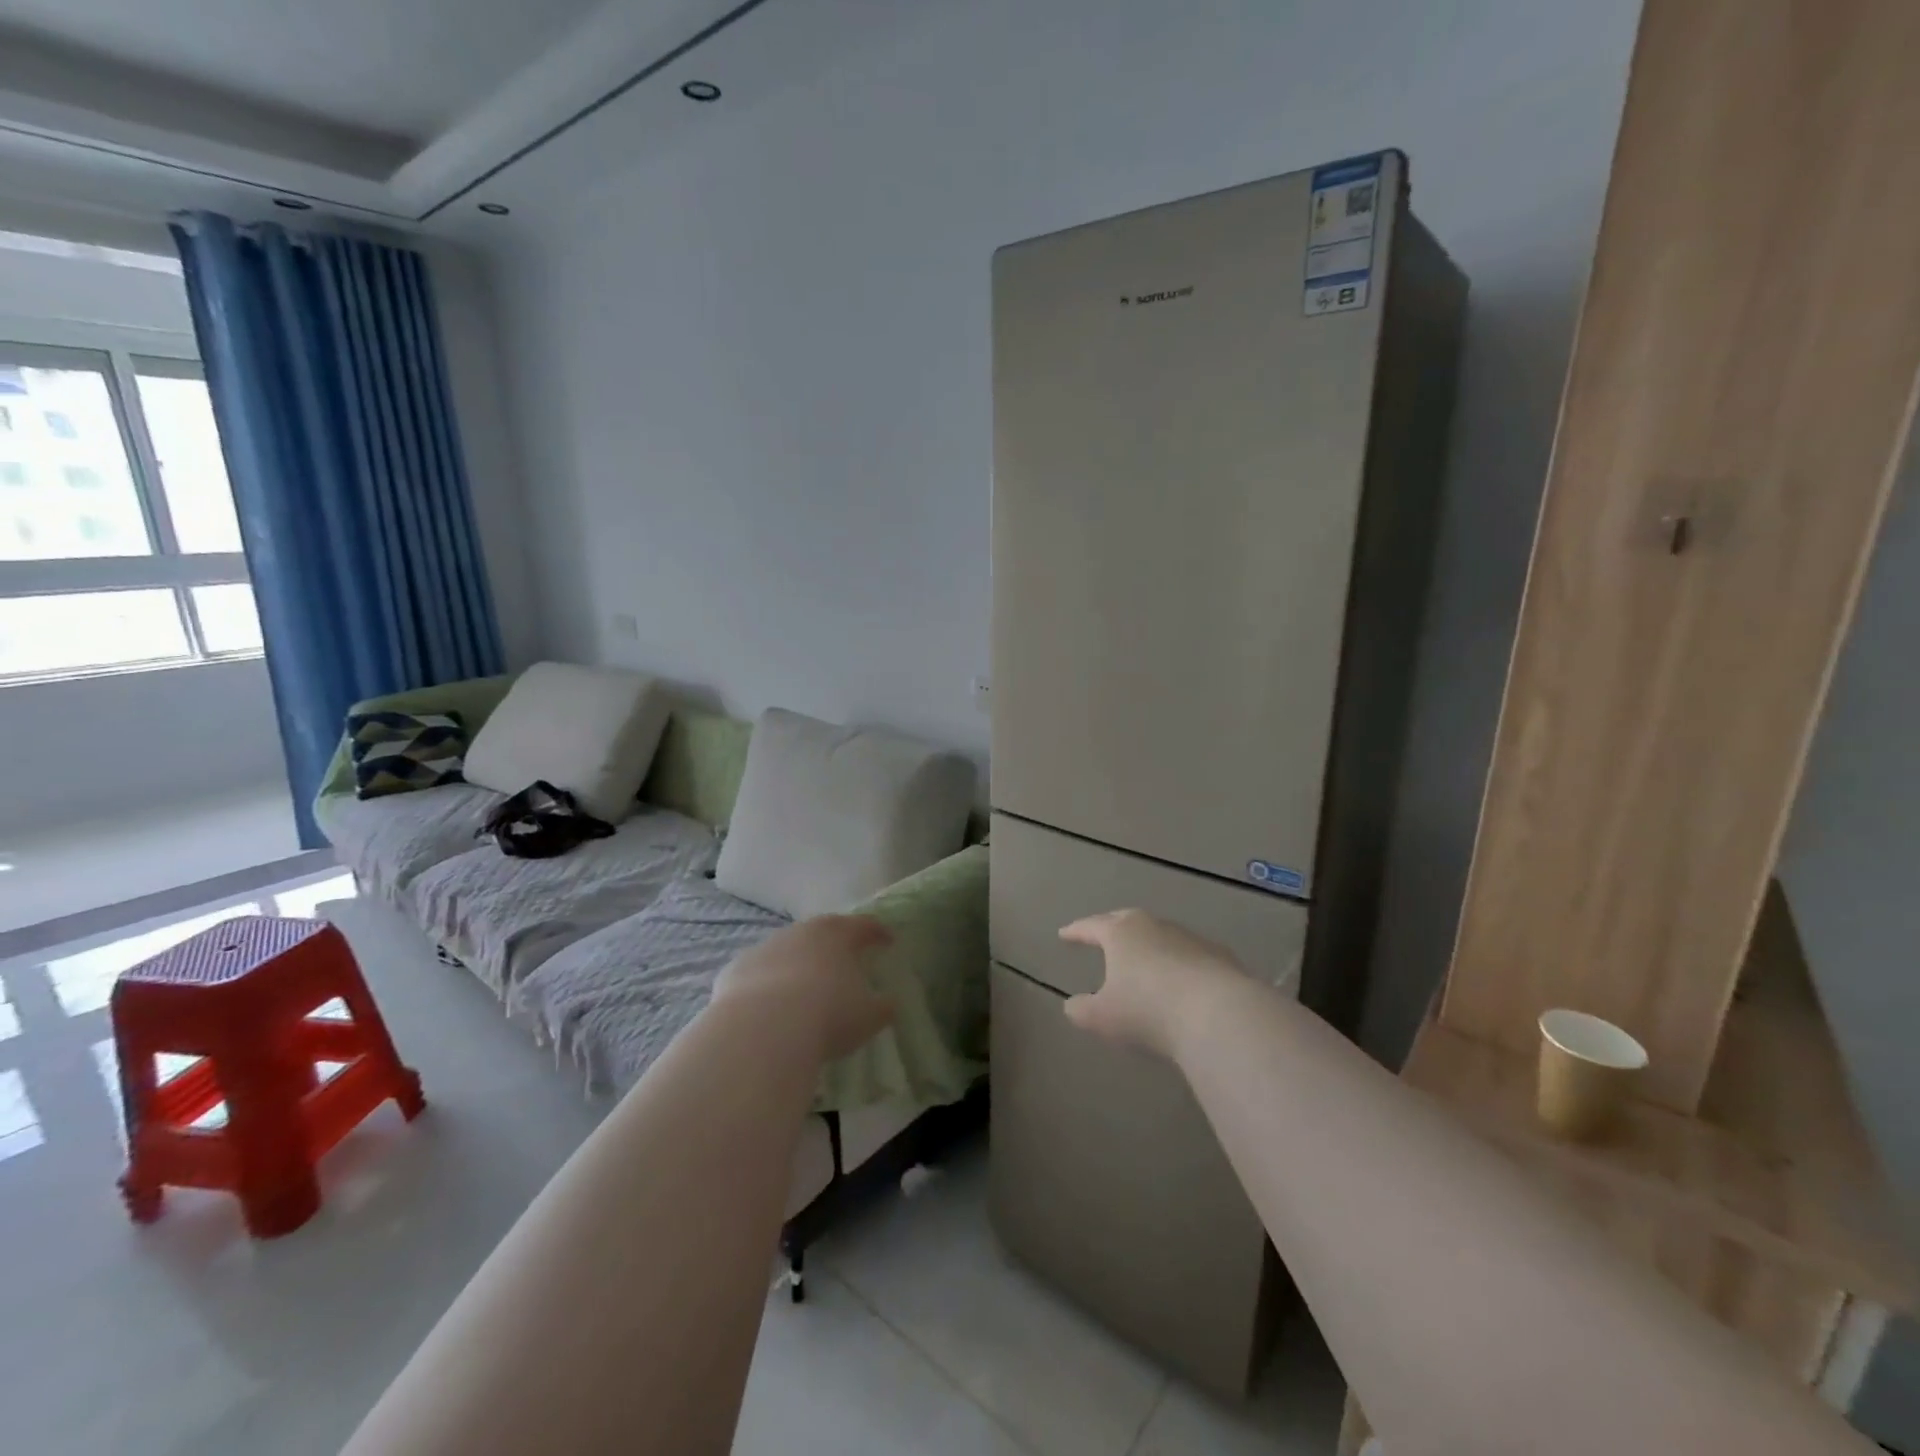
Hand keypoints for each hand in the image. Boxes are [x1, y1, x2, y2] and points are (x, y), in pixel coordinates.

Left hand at [712, 914, 896, 1060]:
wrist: (761, 1029)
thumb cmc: (827, 1014)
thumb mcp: (869, 1016)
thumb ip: (882, 1006)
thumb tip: (887, 1003)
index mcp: (838, 934)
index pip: (864, 925)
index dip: (878, 932)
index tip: (888, 940)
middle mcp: (801, 932)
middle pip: (822, 931)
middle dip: (835, 944)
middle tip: (844, 959)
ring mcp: (765, 948)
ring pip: (787, 949)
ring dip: (798, 963)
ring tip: (805, 987)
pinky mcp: (735, 969)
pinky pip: (758, 973)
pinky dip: (767, 984)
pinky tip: (770, 1006)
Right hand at [1058, 909, 1244, 1059]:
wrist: (1218, 1014)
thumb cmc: (1149, 1010)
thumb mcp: (1103, 1017)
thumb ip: (1082, 1010)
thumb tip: (1072, 1005)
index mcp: (1120, 934)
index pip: (1091, 926)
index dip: (1076, 931)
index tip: (1064, 934)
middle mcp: (1153, 926)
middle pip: (1127, 919)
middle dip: (1111, 926)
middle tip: (1102, 933)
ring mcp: (1189, 937)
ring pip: (1161, 934)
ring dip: (1148, 944)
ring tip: (1142, 958)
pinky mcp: (1219, 955)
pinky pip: (1189, 954)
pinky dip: (1178, 961)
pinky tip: (1180, 978)